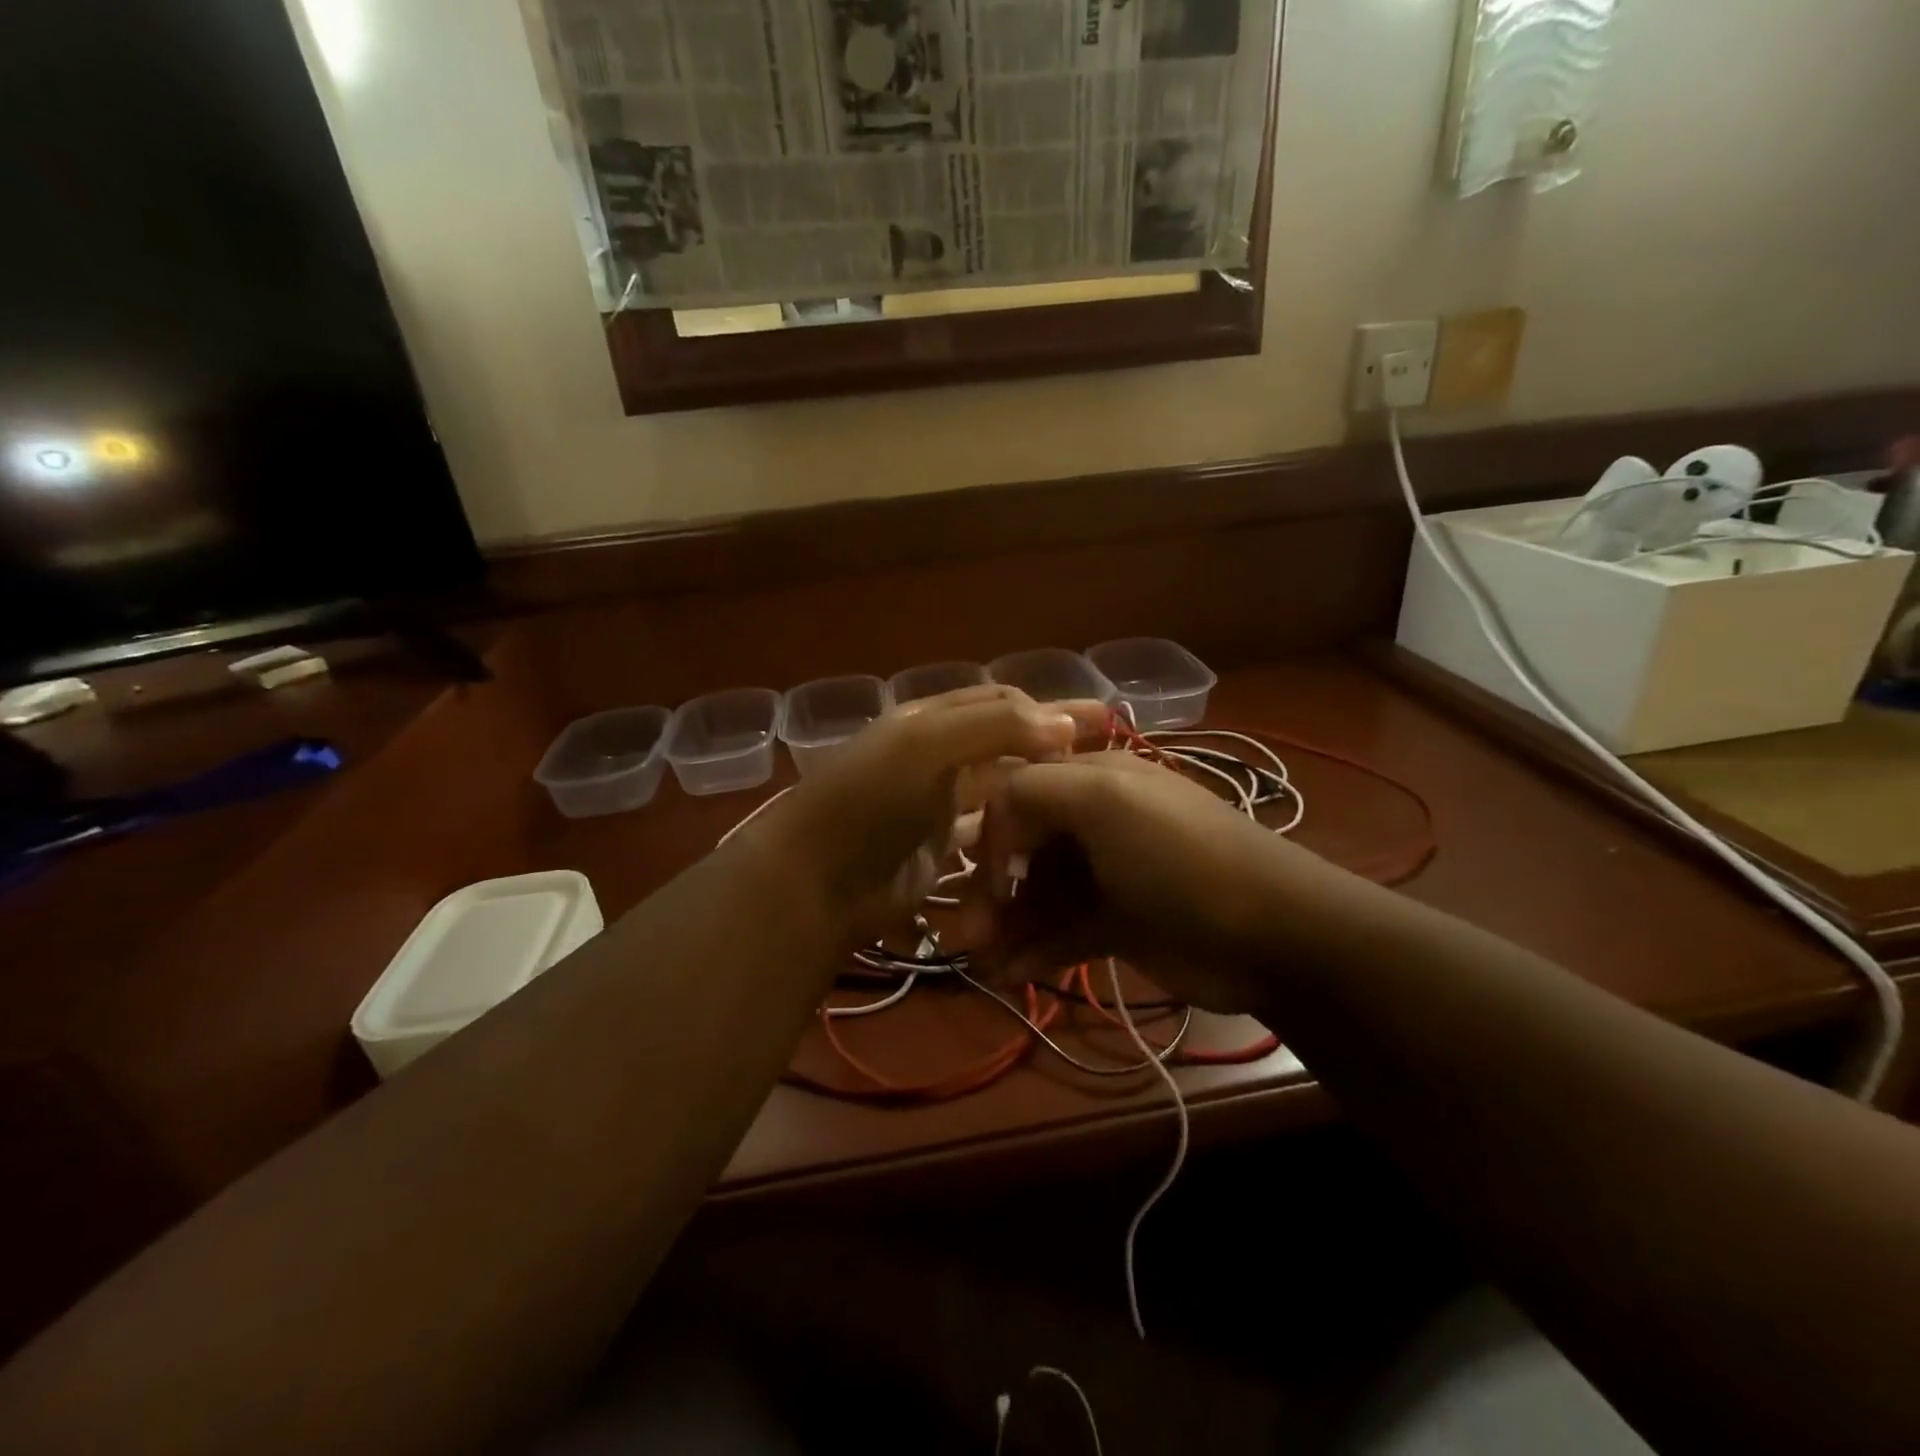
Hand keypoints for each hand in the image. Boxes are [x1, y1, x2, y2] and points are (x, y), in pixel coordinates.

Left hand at [740, 686, 1108, 939]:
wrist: (814, 882)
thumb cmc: (868, 802)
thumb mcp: (924, 748)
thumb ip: (993, 727)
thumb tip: (1066, 721)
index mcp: (929, 721)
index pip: (998, 702)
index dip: (1047, 706)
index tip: (1099, 720)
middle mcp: (936, 757)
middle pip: (1004, 743)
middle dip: (1053, 745)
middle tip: (1110, 755)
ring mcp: (937, 806)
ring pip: (1000, 791)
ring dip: (1038, 790)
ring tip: (1088, 800)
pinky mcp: (939, 851)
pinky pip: (987, 836)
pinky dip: (1014, 835)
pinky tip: (1050, 841)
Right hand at [959, 750, 1344, 1012]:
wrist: (1272, 934)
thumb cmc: (1179, 858)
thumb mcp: (1106, 800)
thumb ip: (1034, 789)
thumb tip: (993, 823)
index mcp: (1093, 780)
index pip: (1018, 792)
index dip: (992, 833)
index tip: (983, 877)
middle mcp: (1095, 822)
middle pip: (1023, 850)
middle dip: (988, 889)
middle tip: (963, 934)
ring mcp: (1107, 875)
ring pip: (1037, 896)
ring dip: (1005, 926)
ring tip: (981, 962)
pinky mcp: (1118, 924)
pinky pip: (1062, 933)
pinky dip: (1034, 950)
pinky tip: (1011, 974)